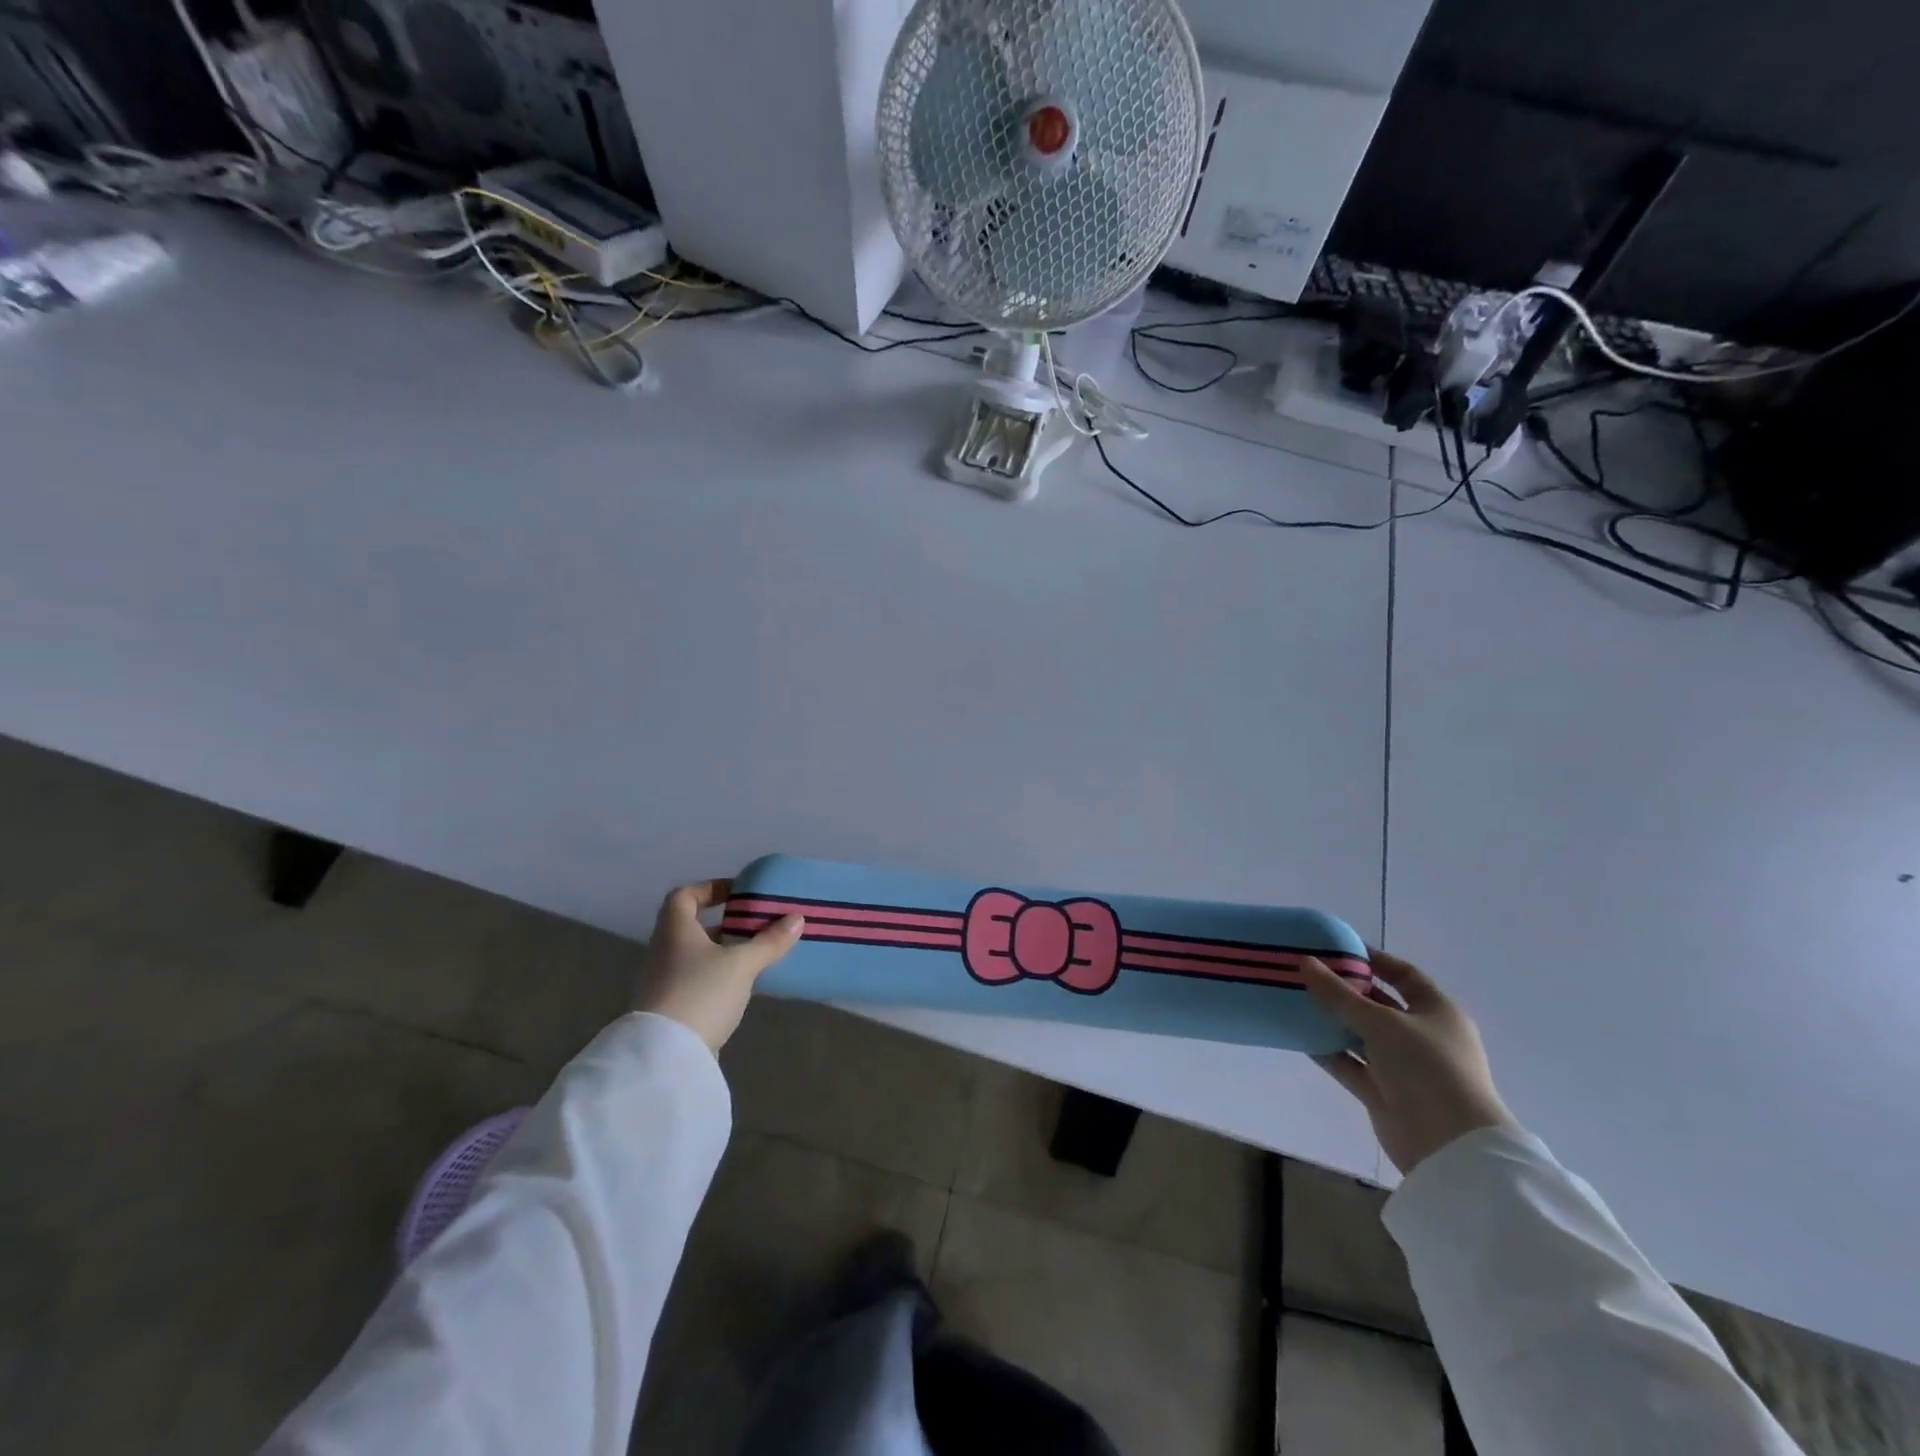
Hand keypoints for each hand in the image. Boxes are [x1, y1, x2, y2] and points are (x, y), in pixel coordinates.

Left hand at [632, 880, 803, 1053]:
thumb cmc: (701, 993)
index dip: (709, 888)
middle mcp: (665, 951)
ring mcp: (665, 981)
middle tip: (757, 923)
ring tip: (757, 952)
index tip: (738, 893)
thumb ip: (769, 941)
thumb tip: (797, 918)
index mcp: (675, 931)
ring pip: (697, 954)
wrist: (666, 1056)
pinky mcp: (672, 1008)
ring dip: (724, 950)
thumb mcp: (741, 964)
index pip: (684, 896)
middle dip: (725, 922)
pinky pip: (698, 979)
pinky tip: (743, 983)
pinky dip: (719, 975)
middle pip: (692, 926)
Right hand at [1299, 951, 1516, 1174]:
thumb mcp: (1380, 1022)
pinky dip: (1328, 1051)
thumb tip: (1304, 962)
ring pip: (1360, 1035)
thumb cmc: (1426, 1068)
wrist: (1449, 1146)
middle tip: (1306, 973)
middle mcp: (1422, 1036)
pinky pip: (1350, 1064)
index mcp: (1437, 1012)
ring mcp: (1402, 1066)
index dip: (1373, 959)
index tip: (1336, 948)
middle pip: (1378, 1004)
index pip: (1403, 975)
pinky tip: (1298, 1036)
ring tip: (1294, 1000)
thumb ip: (1338, 994)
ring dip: (1331, 1020)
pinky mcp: (1383, 1092)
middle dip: (1344, 990)